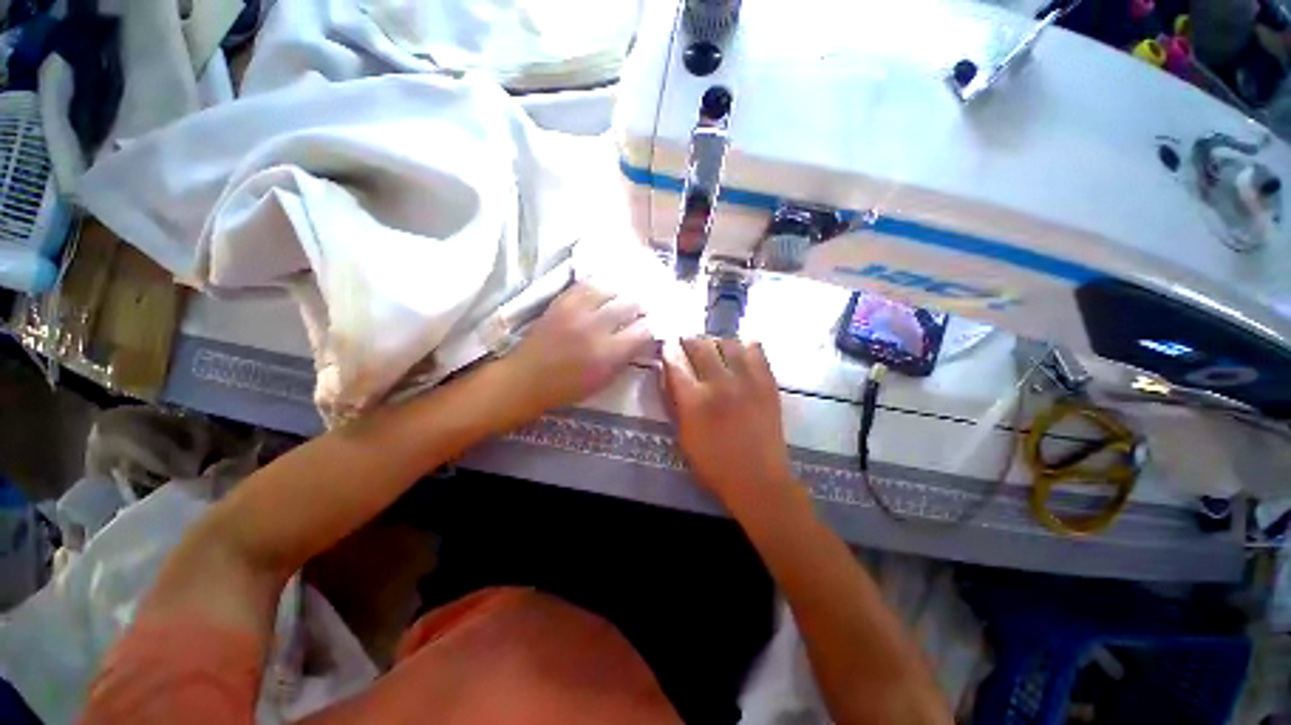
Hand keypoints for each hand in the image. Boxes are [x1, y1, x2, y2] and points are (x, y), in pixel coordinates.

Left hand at [500, 282, 652, 420]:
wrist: (527, 378)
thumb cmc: (568, 387)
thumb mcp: (605, 380)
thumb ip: (626, 357)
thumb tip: (643, 338)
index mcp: (609, 353)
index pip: (643, 330)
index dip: (653, 324)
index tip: (655, 323)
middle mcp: (596, 327)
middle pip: (630, 304)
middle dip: (642, 304)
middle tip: (644, 307)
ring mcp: (577, 311)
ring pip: (611, 288)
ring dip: (623, 291)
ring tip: (626, 294)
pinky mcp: (561, 301)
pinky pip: (587, 284)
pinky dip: (601, 284)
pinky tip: (605, 288)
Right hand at [661, 337, 795, 510]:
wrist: (758, 478)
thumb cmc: (713, 463)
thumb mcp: (682, 436)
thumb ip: (673, 401)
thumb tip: (667, 374)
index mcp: (694, 400)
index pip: (675, 363)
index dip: (668, 351)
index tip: (667, 346)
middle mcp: (719, 383)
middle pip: (700, 346)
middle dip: (689, 340)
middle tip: (686, 342)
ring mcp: (746, 380)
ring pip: (727, 343)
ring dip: (714, 341)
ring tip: (712, 346)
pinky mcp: (767, 382)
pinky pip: (755, 350)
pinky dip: (744, 345)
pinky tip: (738, 351)